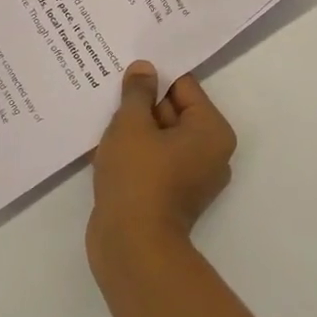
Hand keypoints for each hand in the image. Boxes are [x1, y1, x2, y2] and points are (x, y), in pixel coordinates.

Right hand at [89, 62, 236, 261]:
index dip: (153, 77)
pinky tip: (105, 145)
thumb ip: (138, 92)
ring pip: (160, 137)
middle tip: (110, 90)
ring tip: (104, 116)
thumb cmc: (138, 177)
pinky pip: (154, 160)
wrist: (131, 247)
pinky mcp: (172, 196)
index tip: (126, 70)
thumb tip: (145, 68)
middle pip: (173, 111)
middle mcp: (211, 153)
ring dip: (134, 128)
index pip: (183, 86)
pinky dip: (134, 152)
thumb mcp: (132, 124)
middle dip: (142, 104)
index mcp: (212, 131)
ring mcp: (192, 177)